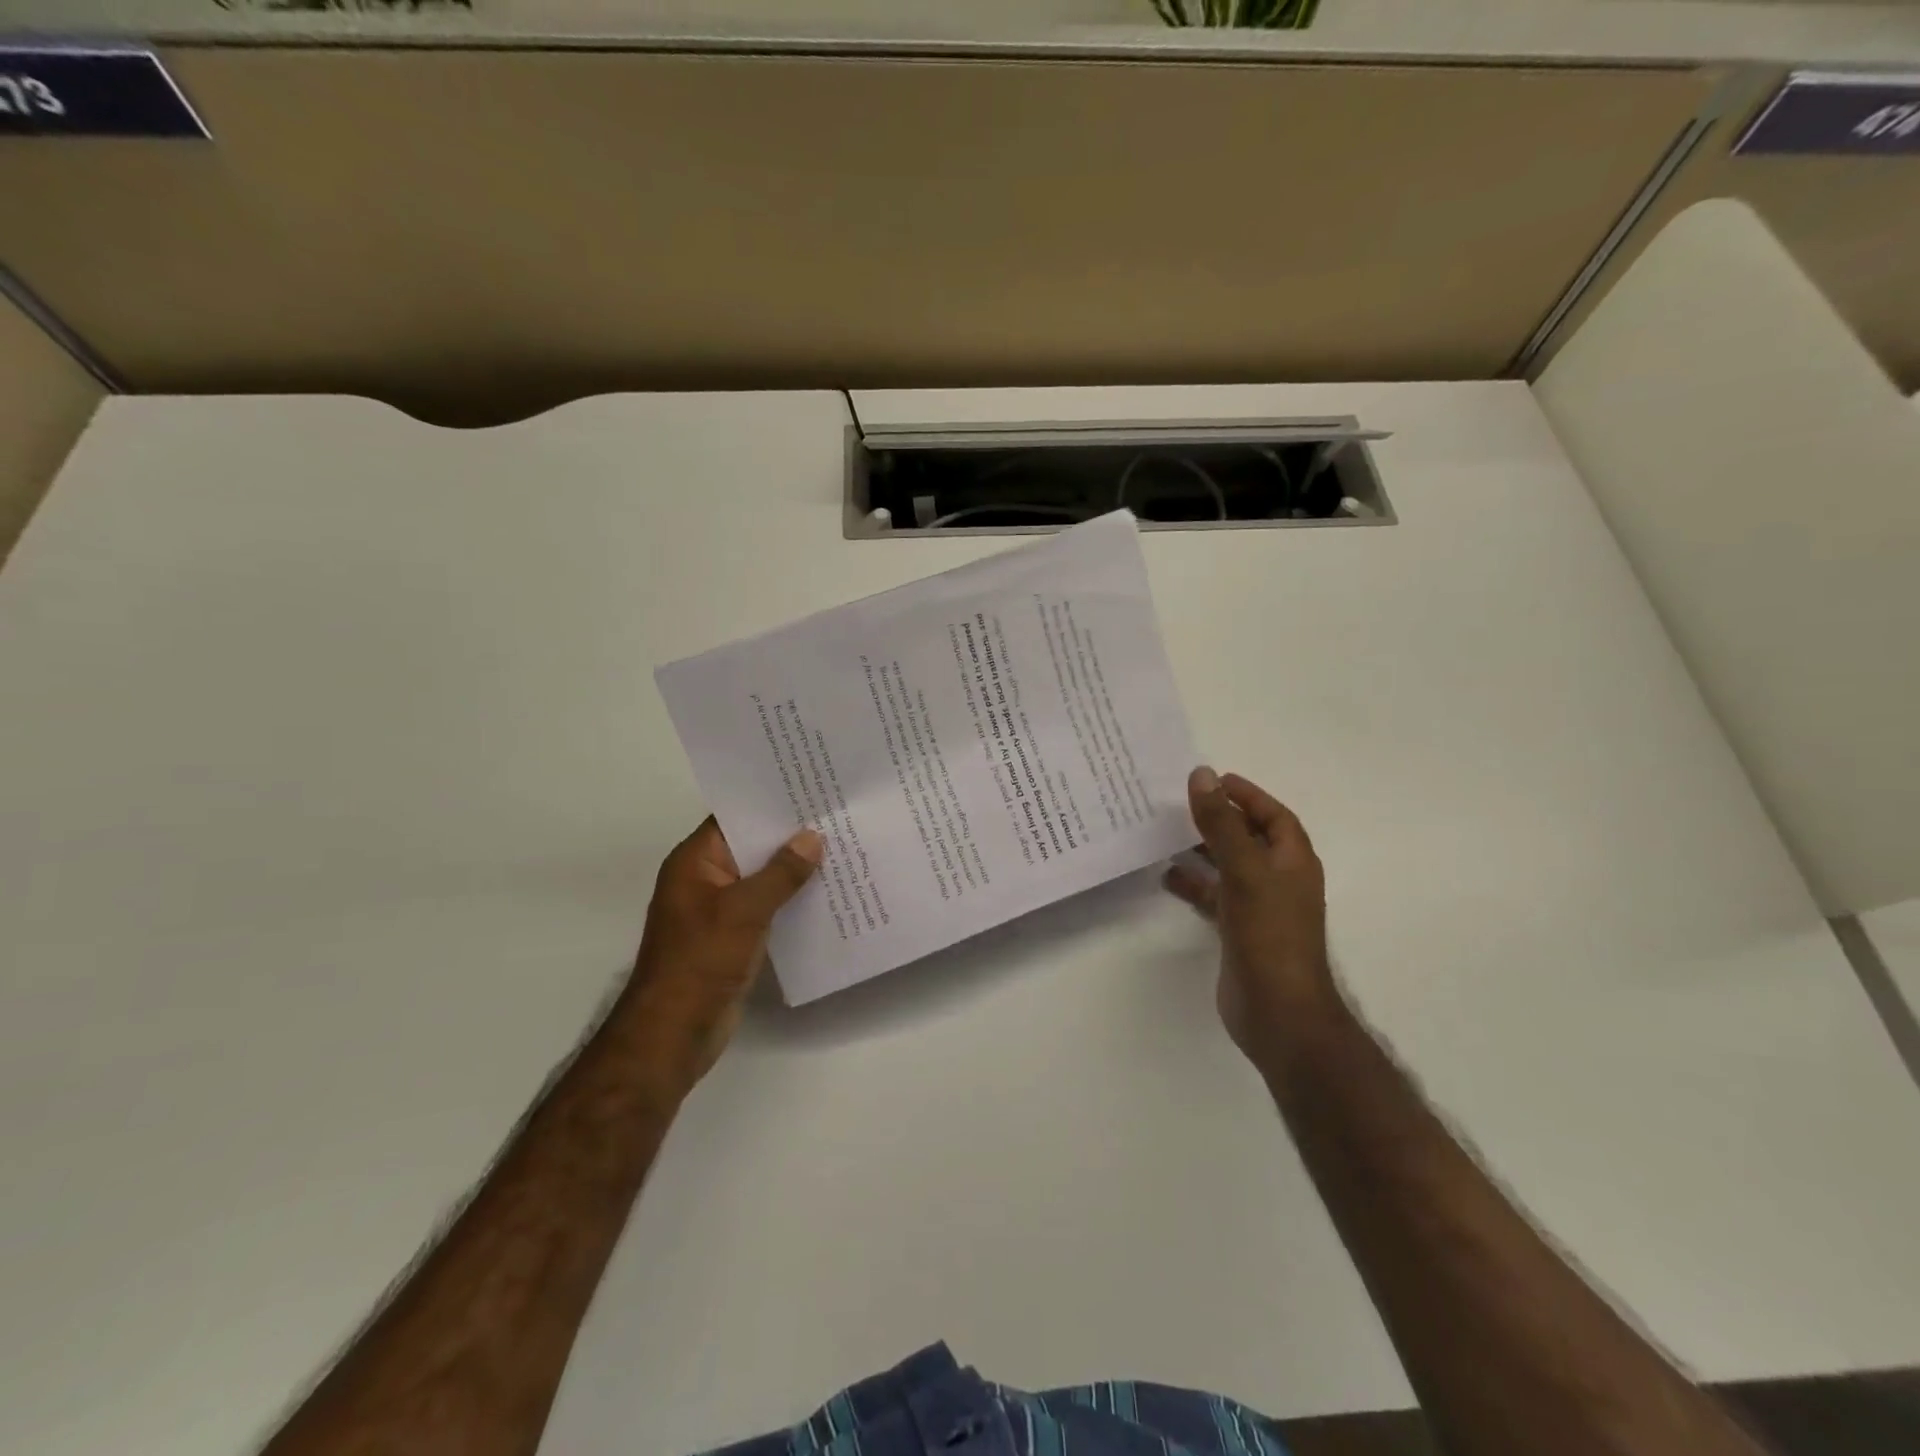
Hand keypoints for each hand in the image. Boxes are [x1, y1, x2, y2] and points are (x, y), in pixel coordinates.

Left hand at [625, 818, 822, 1095]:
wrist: (673, 1033)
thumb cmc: (701, 961)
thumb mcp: (744, 910)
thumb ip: (781, 873)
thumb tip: (812, 837)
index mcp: (695, 862)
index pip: (734, 816)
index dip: (769, 802)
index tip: (810, 787)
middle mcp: (706, 879)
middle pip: (751, 846)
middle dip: (790, 835)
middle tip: (837, 814)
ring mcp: (719, 910)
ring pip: (762, 878)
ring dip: (794, 869)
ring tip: (842, 848)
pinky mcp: (733, 937)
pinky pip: (766, 907)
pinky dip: (791, 900)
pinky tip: (827, 893)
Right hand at [1164, 767, 1335, 1067]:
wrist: (1278, 1011)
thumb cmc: (1269, 934)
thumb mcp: (1244, 870)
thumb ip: (1222, 824)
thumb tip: (1202, 776)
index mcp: (1293, 862)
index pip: (1274, 816)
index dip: (1248, 795)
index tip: (1214, 779)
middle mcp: (1279, 881)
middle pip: (1249, 839)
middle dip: (1219, 820)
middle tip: (1182, 804)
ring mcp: (1259, 908)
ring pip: (1229, 867)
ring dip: (1202, 850)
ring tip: (1166, 836)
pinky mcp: (1239, 932)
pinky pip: (1215, 896)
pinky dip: (1194, 884)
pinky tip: (1167, 877)